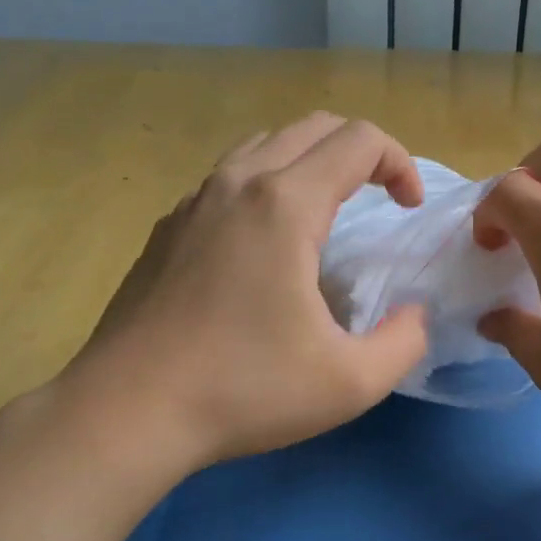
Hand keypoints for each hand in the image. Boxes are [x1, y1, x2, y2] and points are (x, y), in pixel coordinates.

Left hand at [51, 114, 430, 473]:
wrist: (126, 412)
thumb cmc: (243, 390)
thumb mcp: (350, 382)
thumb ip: (404, 342)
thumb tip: (413, 316)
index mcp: (285, 204)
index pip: (359, 140)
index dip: (400, 163)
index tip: (409, 209)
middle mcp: (237, 184)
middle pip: (313, 127)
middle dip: (361, 152)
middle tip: (380, 199)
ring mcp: (194, 202)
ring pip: (265, 145)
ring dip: (310, 162)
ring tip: (327, 213)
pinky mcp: (167, 228)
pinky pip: (228, 180)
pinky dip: (266, 186)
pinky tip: (265, 246)